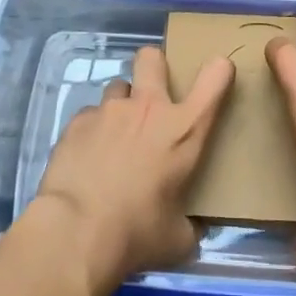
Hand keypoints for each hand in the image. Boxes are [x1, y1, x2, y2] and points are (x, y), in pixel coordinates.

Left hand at [34, 45, 234, 295]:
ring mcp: (109, 110)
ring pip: (118, 87)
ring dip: (121, 106)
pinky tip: (87, 158)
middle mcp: (149, 108)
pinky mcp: (77, 122)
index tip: (218, 77)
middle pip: (152, 58)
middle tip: (152, 97)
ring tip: (114, 137)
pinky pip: (90, 116)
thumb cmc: (137, 233)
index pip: (216, 77)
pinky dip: (92, 131)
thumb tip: (189, 230)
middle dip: (154, 67)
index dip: (219, 70)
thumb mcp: (177, 237)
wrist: (76, 232)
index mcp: (185, 129)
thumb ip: (189, 224)